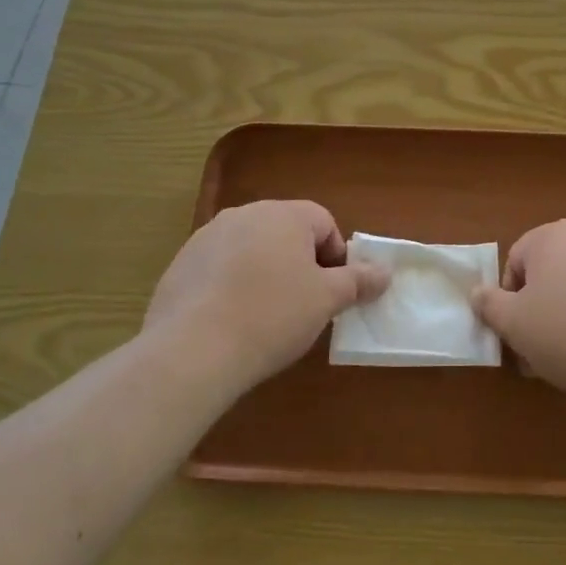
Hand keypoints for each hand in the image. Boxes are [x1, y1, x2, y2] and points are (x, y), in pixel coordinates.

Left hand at [143, 200, 388, 388]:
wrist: (192, 350)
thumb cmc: (273, 315)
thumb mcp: (326, 300)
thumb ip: (358, 281)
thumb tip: (385, 272)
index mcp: (284, 214)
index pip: (323, 222)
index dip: (336, 257)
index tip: (332, 292)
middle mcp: (244, 214)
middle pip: (286, 232)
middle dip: (300, 263)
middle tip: (304, 304)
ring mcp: (206, 237)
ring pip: (251, 249)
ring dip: (265, 273)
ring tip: (265, 316)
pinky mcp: (180, 264)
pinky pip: (220, 268)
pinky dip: (231, 286)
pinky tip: (231, 321)